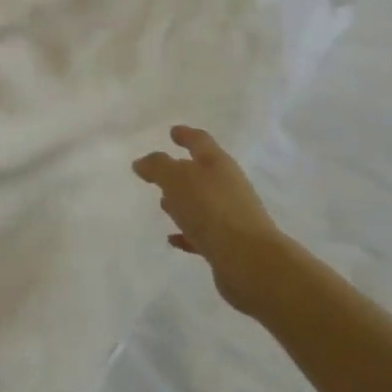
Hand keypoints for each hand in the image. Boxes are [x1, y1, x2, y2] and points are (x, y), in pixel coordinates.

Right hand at [133, 125, 287, 313]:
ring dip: (184, 201)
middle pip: (202, 172)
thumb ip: (157, 167)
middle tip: (160, 172)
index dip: (186, 135)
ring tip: (163, 203)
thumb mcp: (176, 179)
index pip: (200, 142)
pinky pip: (202, 232)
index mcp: (217, 164)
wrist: (249, 260)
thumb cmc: (210, 209)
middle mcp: (228, 186)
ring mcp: (230, 215)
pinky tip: (173, 238)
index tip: (173, 132)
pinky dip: (187, 231)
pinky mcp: (229, 244)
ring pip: (202, 202)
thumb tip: (142, 162)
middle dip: (182, 171)